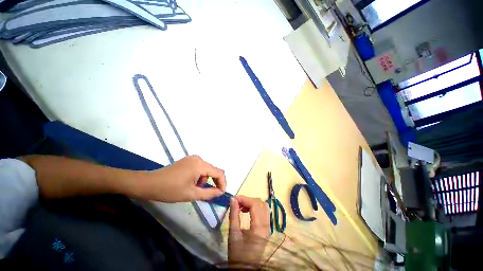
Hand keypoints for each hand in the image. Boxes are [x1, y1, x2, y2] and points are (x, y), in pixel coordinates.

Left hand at [138, 155, 225, 202]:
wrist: (149, 184)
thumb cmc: (170, 190)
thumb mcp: (191, 194)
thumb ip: (209, 193)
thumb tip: (220, 192)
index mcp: (200, 165)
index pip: (219, 172)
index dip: (223, 183)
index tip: (221, 193)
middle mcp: (198, 159)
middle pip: (213, 170)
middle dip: (213, 182)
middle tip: (209, 194)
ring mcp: (192, 158)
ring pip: (206, 170)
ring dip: (204, 180)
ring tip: (194, 189)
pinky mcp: (187, 161)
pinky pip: (199, 168)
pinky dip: (199, 177)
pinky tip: (190, 183)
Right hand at [228, 195, 270, 267]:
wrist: (246, 269)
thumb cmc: (238, 254)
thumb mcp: (233, 234)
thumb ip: (234, 214)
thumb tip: (233, 199)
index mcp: (259, 227)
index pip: (255, 204)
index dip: (244, 199)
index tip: (234, 199)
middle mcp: (267, 225)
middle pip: (260, 203)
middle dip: (248, 200)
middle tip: (237, 203)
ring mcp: (268, 226)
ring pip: (263, 206)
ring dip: (252, 202)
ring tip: (242, 206)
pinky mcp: (267, 228)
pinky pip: (264, 211)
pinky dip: (256, 207)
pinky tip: (248, 210)